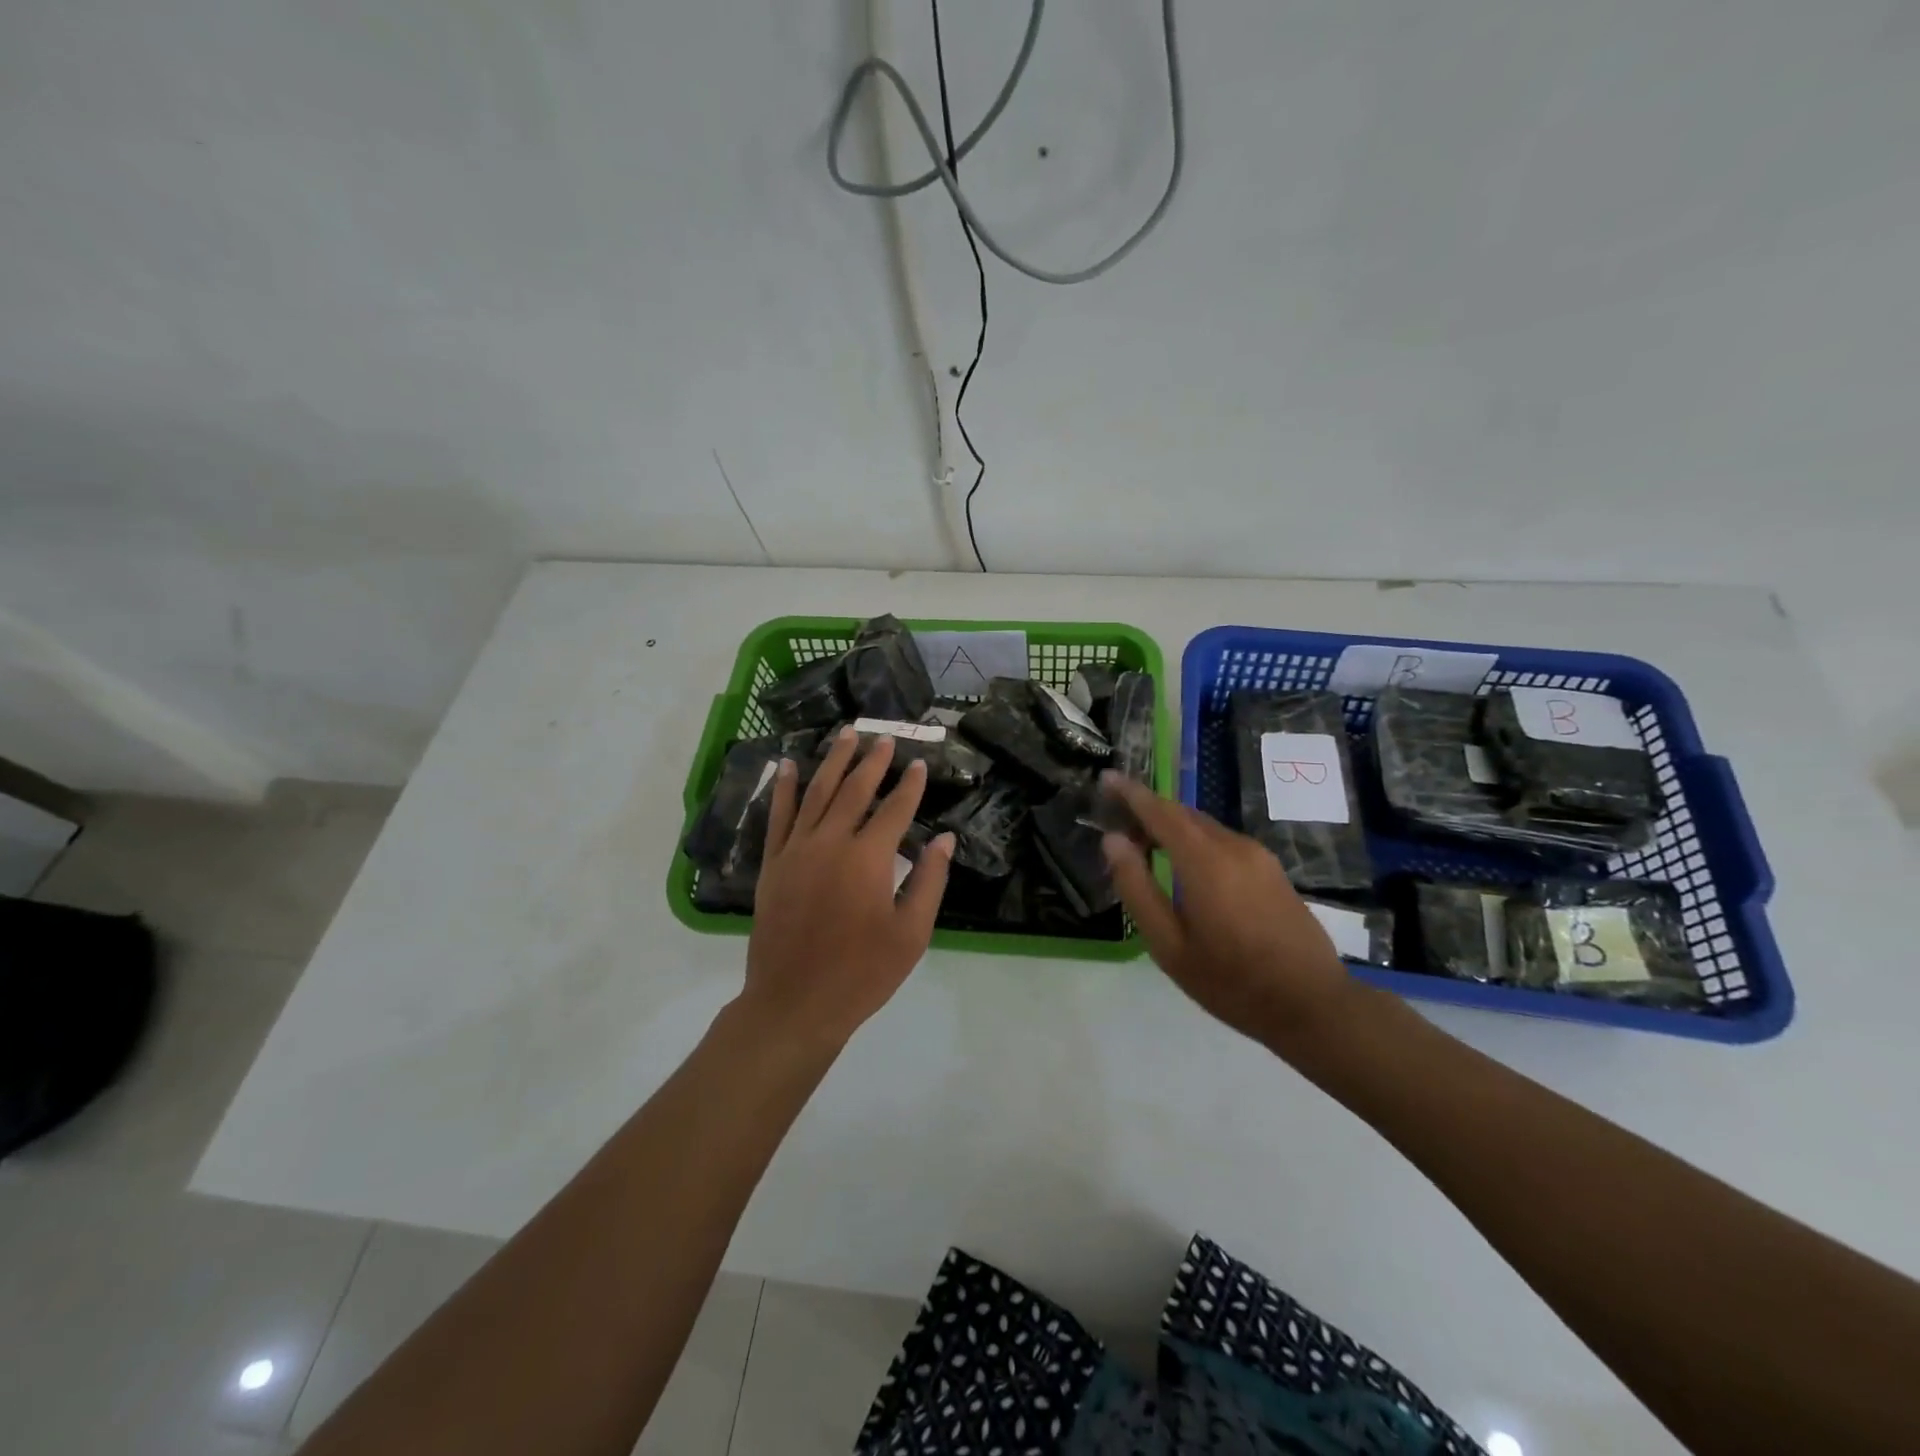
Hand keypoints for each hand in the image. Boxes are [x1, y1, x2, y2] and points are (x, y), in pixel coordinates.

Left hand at [741, 727, 953, 1049]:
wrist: (795, 1002)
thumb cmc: (862, 973)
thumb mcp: (911, 934)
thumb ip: (929, 881)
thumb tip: (944, 840)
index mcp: (868, 858)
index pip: (895, 810)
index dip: (909, 786)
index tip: (918, 764)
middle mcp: (831, 843)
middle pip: (854, 791)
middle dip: (872, 762)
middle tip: (884, 738)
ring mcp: (796, 850)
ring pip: (816, 793)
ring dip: (832, 761)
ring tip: (845, 734)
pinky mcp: (773, 864)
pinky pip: (778, 816)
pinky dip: (785, 788)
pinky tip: (790, 766)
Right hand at [1098, 773, 1357, 1047]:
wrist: (1312, 1005)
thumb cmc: (1231, 981)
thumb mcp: (1169, 945)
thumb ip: (1137, 888)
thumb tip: (1113, 841)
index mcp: (1204, 861)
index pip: (1159, 811)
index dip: (1130, 793)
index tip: (1107, 778)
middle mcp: (1233, 846)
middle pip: (1183, 814)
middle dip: (1148, 810)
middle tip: (1117, 822)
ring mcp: (1258, 857)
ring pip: (1205, 827)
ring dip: (1172, 827)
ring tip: (1146, 847)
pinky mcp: (1272, 870)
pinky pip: (1224, 841)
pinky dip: (1196, 842)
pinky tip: (1186, 868)